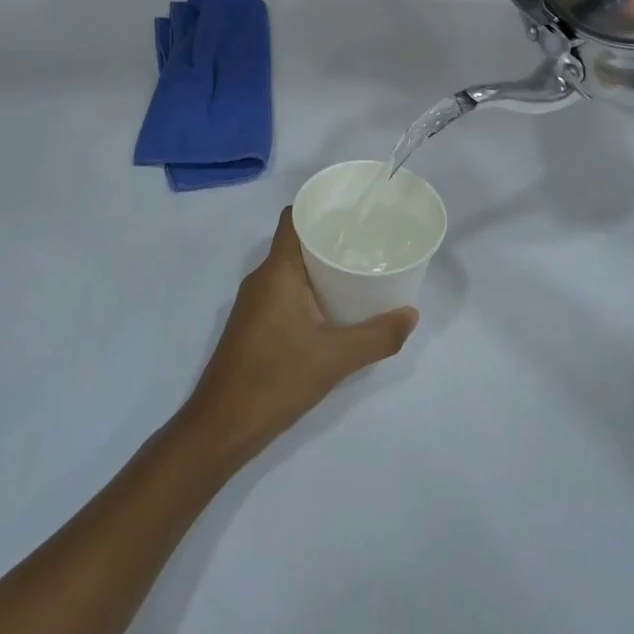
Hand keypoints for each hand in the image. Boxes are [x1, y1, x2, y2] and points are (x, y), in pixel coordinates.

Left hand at [179, 208, 417, 465]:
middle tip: (368, 241)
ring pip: (291, 270)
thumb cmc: (276, 379)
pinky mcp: (253, 325)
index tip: (353, 209)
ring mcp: (254, 303)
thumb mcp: (336, 358)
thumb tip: (411, 315)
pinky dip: (309, 290)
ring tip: (358, 270)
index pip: (293, 218)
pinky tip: (334, 308)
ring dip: (320, 268)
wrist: (222, 427)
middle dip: (330, 238)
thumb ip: (377, 336)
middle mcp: (261, 278)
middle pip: (296, 242)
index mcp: (277, 271)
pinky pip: (285, 292)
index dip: (320, 207)